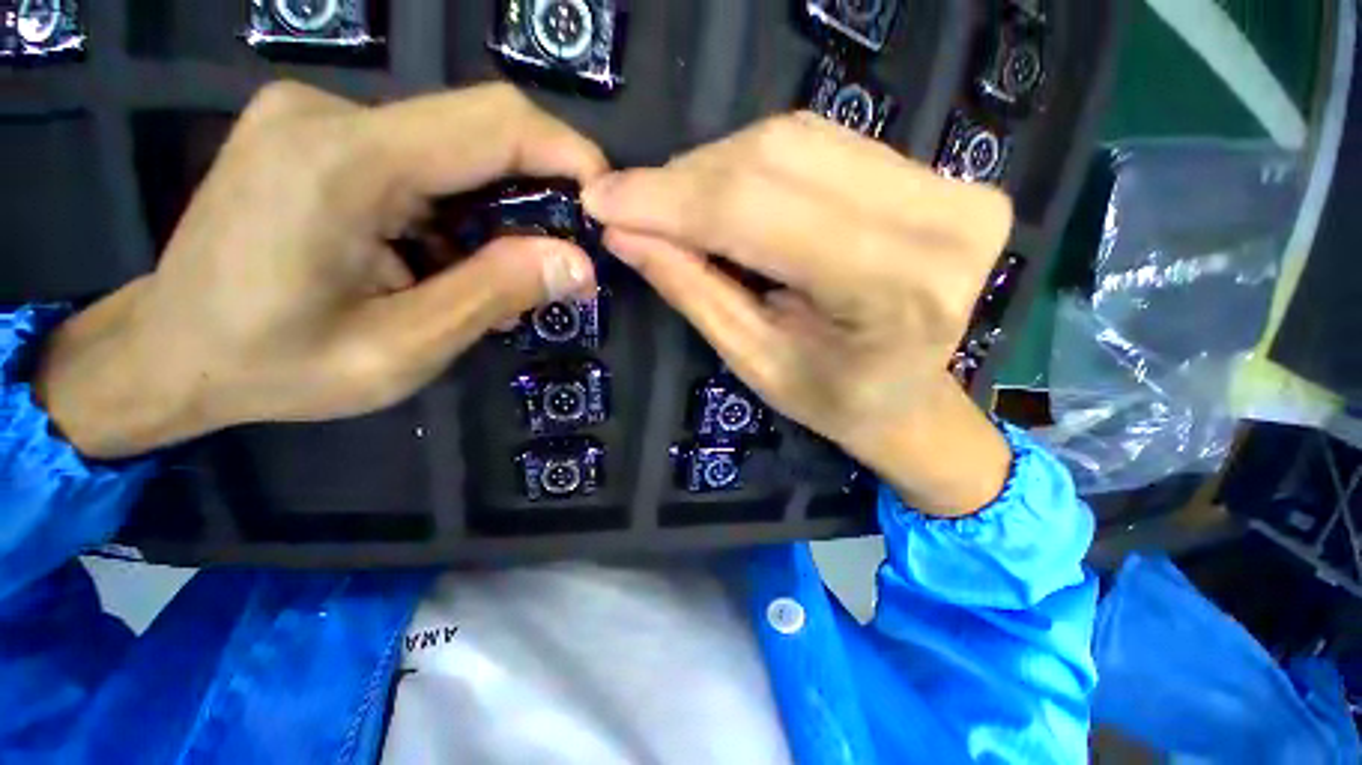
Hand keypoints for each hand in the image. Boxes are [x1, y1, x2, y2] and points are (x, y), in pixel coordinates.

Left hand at [37, 82, 607, 458]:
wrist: (167, 354)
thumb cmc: (273, 367)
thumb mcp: (400, 350)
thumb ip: (494, 295)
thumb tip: (577, 264)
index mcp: (342, 162)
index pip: (491, 122)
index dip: (567, 153)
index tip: (605, 202)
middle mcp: (328, 115)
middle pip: (475, 128)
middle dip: (538, 189)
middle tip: (560, 256)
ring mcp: (316, 118)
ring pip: (451, 148)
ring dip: (495, 208)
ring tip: (494, 274)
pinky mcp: (316, 135)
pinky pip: (419, 157)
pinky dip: (456, 206)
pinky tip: (444, 257)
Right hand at [583, 114, 1012, 515]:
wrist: (912, 398)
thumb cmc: (835, 400)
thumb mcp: (755, 360)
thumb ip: (693, 290)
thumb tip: (623, 232)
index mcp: (892, 288)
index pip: (757, 212)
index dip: (670, 201)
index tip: (602, 199)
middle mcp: (936, 219)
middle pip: (777, 159)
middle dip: (687, 180)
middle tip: (633, 205)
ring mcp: (948, 186)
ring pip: (796, 140)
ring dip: (716, 168)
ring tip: (675, 206)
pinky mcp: (939, 174)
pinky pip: (822, 144)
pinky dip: (757, 162)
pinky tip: (723, 192)